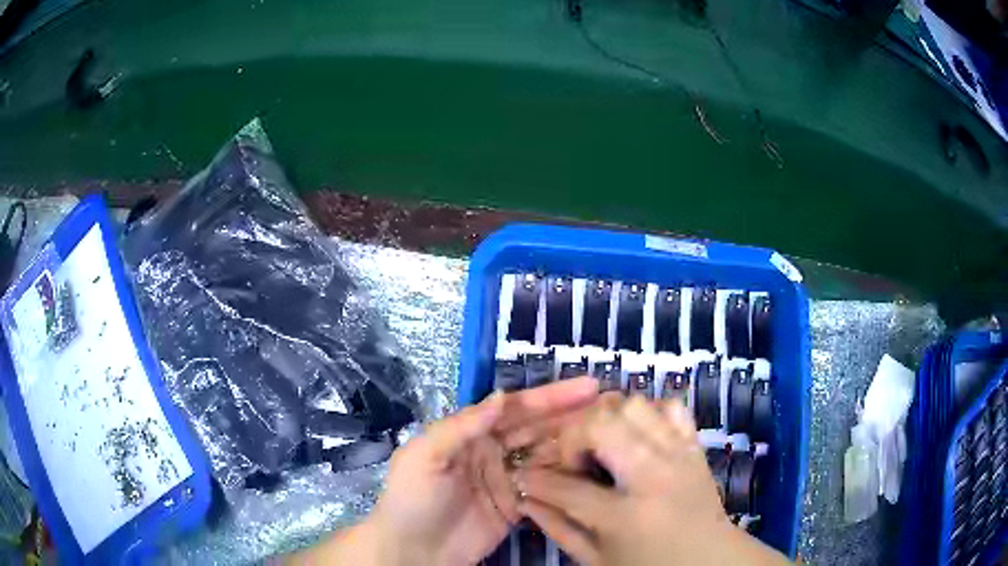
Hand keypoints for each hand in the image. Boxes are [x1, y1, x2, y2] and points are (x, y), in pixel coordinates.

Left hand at [288, 377, 598, 565]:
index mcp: (471, 433)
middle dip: (572, 414)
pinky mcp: (517, 505)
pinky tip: (591, 464)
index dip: (551, 397)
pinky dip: (568, 475)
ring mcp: (507, 479)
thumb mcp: (426, 456)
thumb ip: (462, 427)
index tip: (588, 386)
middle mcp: (493, 450)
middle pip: (538, 428)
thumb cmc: (412, 499)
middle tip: (611, 403)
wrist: (413, 550)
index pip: (516, 409)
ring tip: (610, 428)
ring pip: (547, 454)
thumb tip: (501, 397)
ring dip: (575, 440)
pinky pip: (547, 485)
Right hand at [515, 396, 789, 565]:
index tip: (522, 474)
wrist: (711, 561)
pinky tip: (635, 435)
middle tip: (569, 459)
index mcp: (626, 516)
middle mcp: (654, 476)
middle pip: (601, 426)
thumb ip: (559, 529)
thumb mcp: (598, 560)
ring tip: (600, 444)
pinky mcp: (694, 445)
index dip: (536, 479)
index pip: (566, 488)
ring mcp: (678, 454)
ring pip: (634, 405)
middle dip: (571, 436)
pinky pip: (671, 407)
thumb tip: (526, 498)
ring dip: (607, 419)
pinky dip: (647, 413)